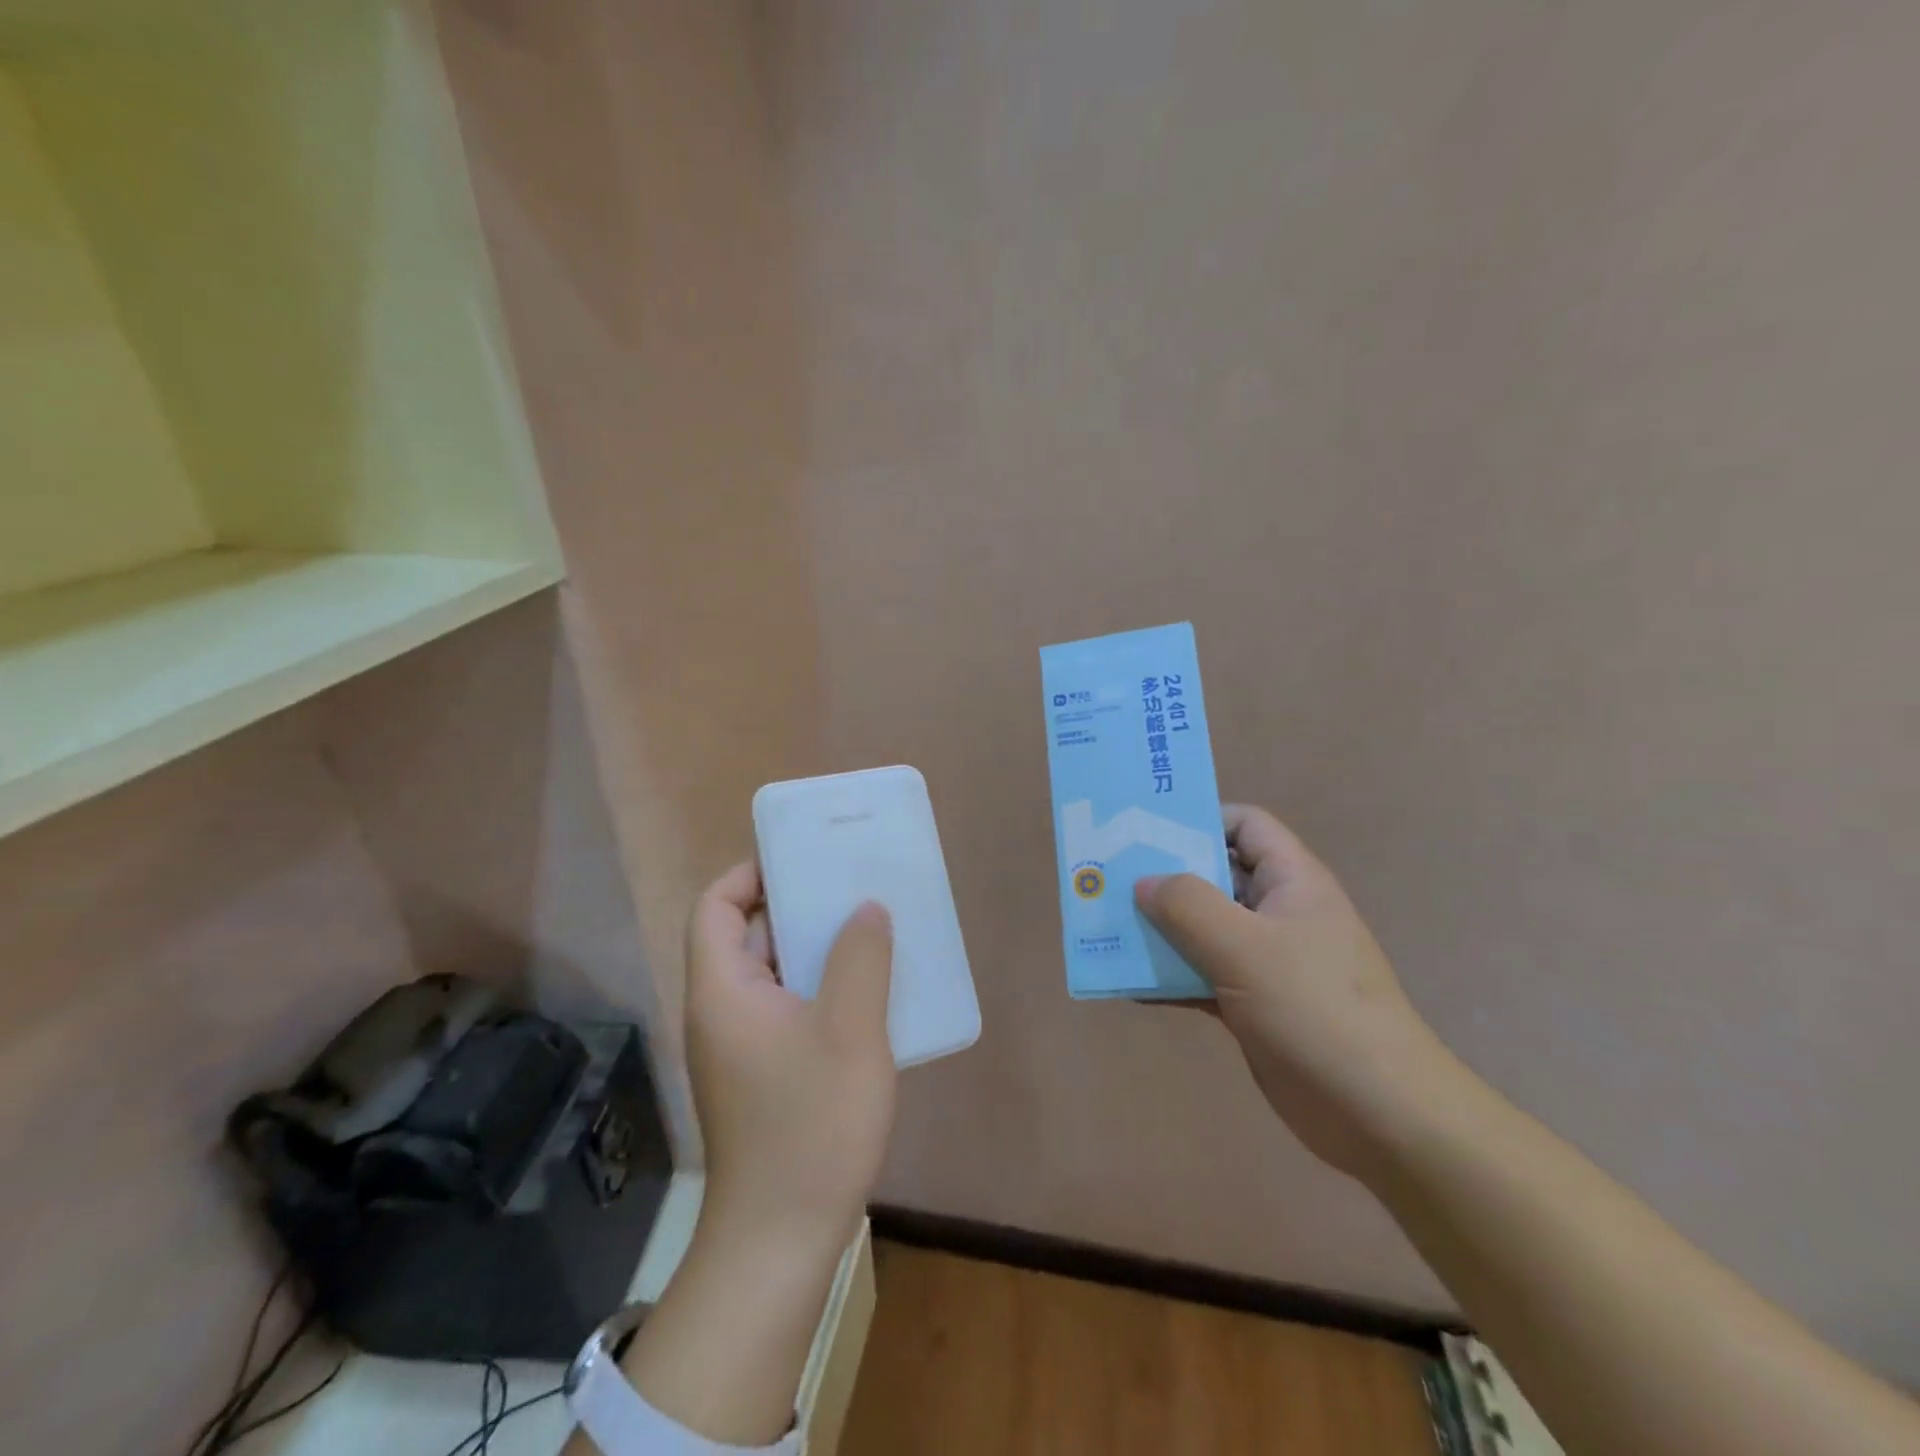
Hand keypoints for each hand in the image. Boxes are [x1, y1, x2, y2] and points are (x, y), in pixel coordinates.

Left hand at [685, 862, 896, 1261]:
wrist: (780, 1242)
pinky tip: (866, 995)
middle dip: (795, 907)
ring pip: (771, 975)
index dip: (749, 875)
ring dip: (814, 950)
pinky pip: (785, 1009)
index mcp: (723, 991)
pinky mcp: (759, 1075)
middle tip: (850, 891)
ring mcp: (738, 1047)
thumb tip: (865, 908)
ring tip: (868, 933)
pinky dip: (818, 989)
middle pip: (745, 936)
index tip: (802, 863)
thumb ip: (860, 959)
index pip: (714, 907)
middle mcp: (720, 1012)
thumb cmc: (811, 1127)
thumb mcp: (851, 1032)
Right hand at [1136, 805, 1456, 1178]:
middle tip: (1108, 877)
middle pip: (1215, 876)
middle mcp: (1279, 913)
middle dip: (1164, 876)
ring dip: (1160, 930)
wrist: (1380, 1115)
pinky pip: (1203, 976)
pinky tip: (1130, 985)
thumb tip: (1144, 882)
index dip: (1199, 819)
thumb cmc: (1315, 1011)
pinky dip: (1171, 977)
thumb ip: (1188, 905)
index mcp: (1291, 881)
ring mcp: (1268, 961)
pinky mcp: (1255, 1005)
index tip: (1145, 832)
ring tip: (1108, 927)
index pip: (1245, 825)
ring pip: (1204, 929)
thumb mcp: (1245, 947)